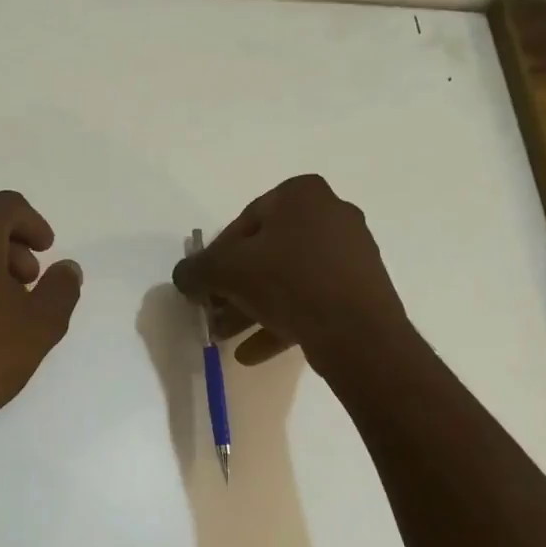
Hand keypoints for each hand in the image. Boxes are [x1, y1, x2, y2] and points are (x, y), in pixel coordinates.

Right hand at [171, 174, 407, 372]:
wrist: (358, 332)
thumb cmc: (288, 282)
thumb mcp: (226, 271)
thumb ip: (196, 270)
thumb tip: (184, 276)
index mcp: (302, 194)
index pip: (243, 222)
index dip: (217, 256)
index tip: (205, 284)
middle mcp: (331, 214)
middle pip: (266, 252)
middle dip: (234, 286)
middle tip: (214, 312)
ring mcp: (351, 252)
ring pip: (288, 279)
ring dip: (253, 307)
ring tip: (227, 337)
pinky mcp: (362, 288)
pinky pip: (312, 299)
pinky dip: (282, 320)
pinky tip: (253, 352)